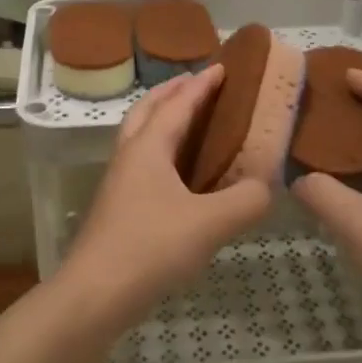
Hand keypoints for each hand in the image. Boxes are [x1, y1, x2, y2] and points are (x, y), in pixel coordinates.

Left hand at [58, 67, 270, 336]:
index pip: (177, 103)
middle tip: (200, 85)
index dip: (201, 85)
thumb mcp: (210, 224)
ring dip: (164, 120)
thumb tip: (267, 186)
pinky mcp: (118, 209)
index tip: (222, 67)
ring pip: (140, 137)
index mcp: (148, 147)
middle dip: (173, 92)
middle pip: (147, 110)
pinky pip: (143, 164)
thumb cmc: (150, 248)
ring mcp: (119, 183)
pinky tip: (182, 177)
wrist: (94, 295)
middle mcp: (129, 157)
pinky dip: (163, 153)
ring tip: (193, 125)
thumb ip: (247, 200)